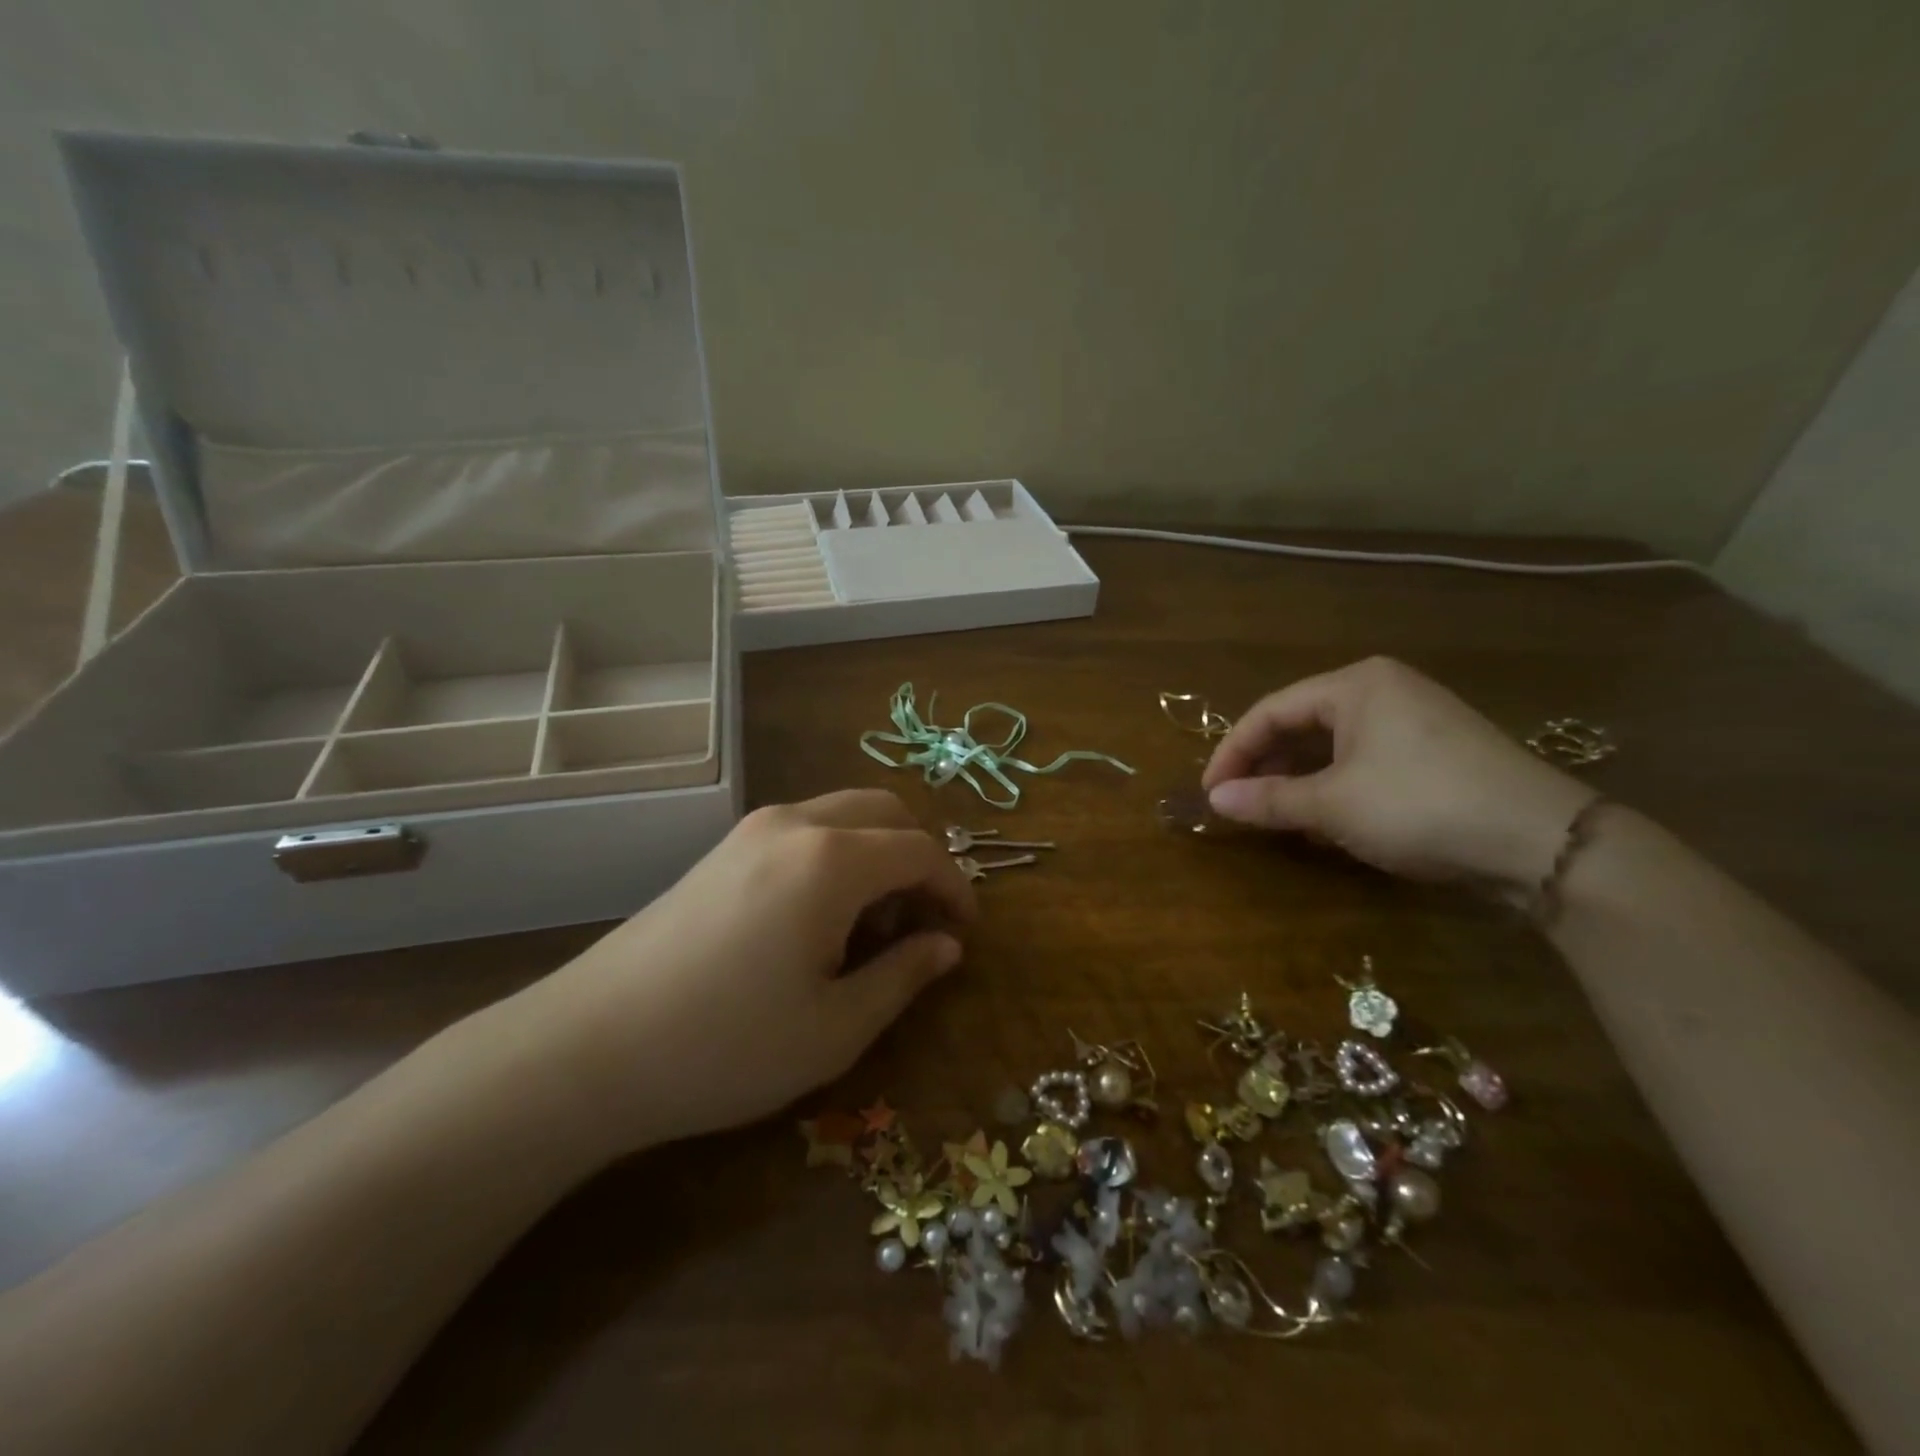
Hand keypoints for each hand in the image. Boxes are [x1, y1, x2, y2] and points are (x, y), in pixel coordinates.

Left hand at [484, 790, 976, 1160]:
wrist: (589, 1048)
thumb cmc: (727, 1046)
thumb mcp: (836, 1027)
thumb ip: (903, 975)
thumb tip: (946, 945)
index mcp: (832, 859)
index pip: (920, 849)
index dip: (955, 888)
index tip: (965, 934)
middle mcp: (795, 824)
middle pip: (885, 811)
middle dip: (918, 860)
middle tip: (920, 927)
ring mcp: (752, 830)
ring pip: (843, 816)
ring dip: (876, 856)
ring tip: (868, 931)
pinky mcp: (722, 850)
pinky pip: (804, 831)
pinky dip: (836, 858)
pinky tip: (817, 921)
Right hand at [1201, 657, 1593, 884]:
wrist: (1542, 842)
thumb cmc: (1419, 805)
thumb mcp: (1332, 805)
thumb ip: (1268, 800)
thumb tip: (1214, 800)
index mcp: (1355, 685)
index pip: (1270, 711)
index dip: (1232, 751)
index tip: (1210, 791)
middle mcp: (1383, 690)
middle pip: (1300, 724)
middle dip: (1264, 766)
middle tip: (1238, 804)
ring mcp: (1414, 720)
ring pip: (1332, 746)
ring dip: (1297, 780)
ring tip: (1274, 815)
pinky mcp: (1436, 752)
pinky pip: (1364, 761)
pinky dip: (1334, 787)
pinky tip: (1324, 820)